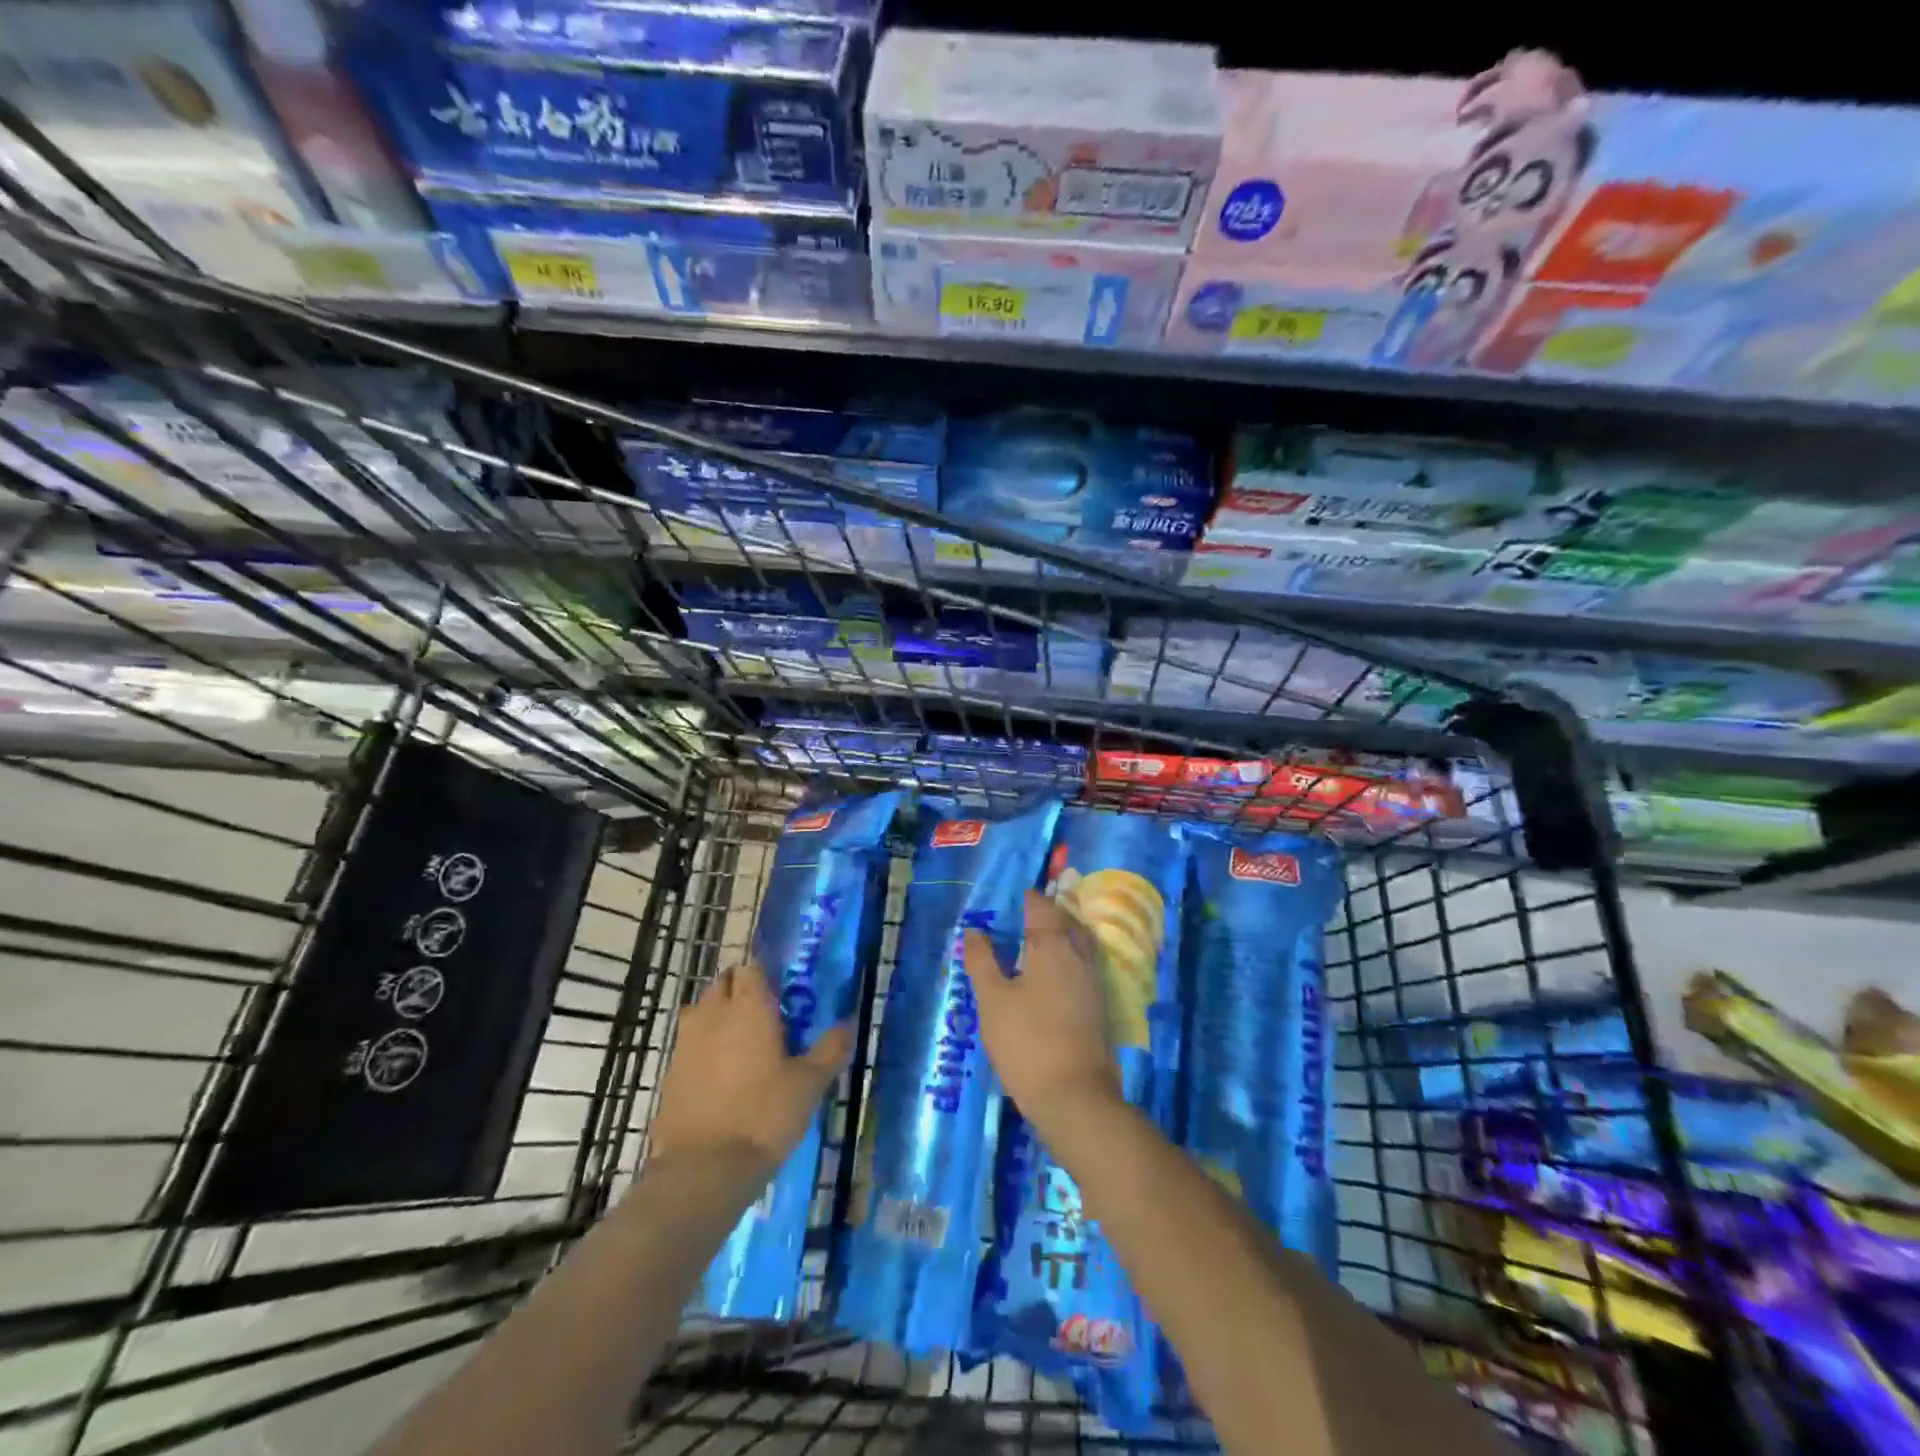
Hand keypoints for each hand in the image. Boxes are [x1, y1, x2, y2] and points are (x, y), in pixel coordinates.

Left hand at [648, 962, 853, 1170]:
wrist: (703, 1170)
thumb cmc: (764, 1116)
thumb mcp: (809, 1084)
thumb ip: (831, 1048)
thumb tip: (850, 1021)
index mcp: (749, 1006)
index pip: (751, 967)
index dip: (765, 975)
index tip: (783, 993)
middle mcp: (713, 1014)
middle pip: (723, 983)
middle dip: (741, 990)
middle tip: (766, 1016)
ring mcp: (686, 1043)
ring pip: (701, 1011)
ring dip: (718, 1016)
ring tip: (742, 1043)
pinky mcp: (670, 1073)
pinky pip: (689, 1044)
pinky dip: (703, 1048)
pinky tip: (721, 1075)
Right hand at [963, 889, 1121, 1131]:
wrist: (1075, 1097)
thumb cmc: (1027, 1042)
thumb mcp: (993, 1001)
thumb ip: (983, 962)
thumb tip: (974, 931)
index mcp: (1052, 945)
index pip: (1041, 907)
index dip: (1026, 898)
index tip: (1010, 898)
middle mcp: (1078, 955)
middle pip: (1065, 921)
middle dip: (1046, 913)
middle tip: (1022, 915)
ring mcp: (1093, 981)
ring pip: (1077, 943)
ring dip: (1059, 935)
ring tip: (1034, 941)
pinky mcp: (1099, 1005)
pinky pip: (1083, 965)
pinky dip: (1067, 958)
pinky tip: (1051, 975)